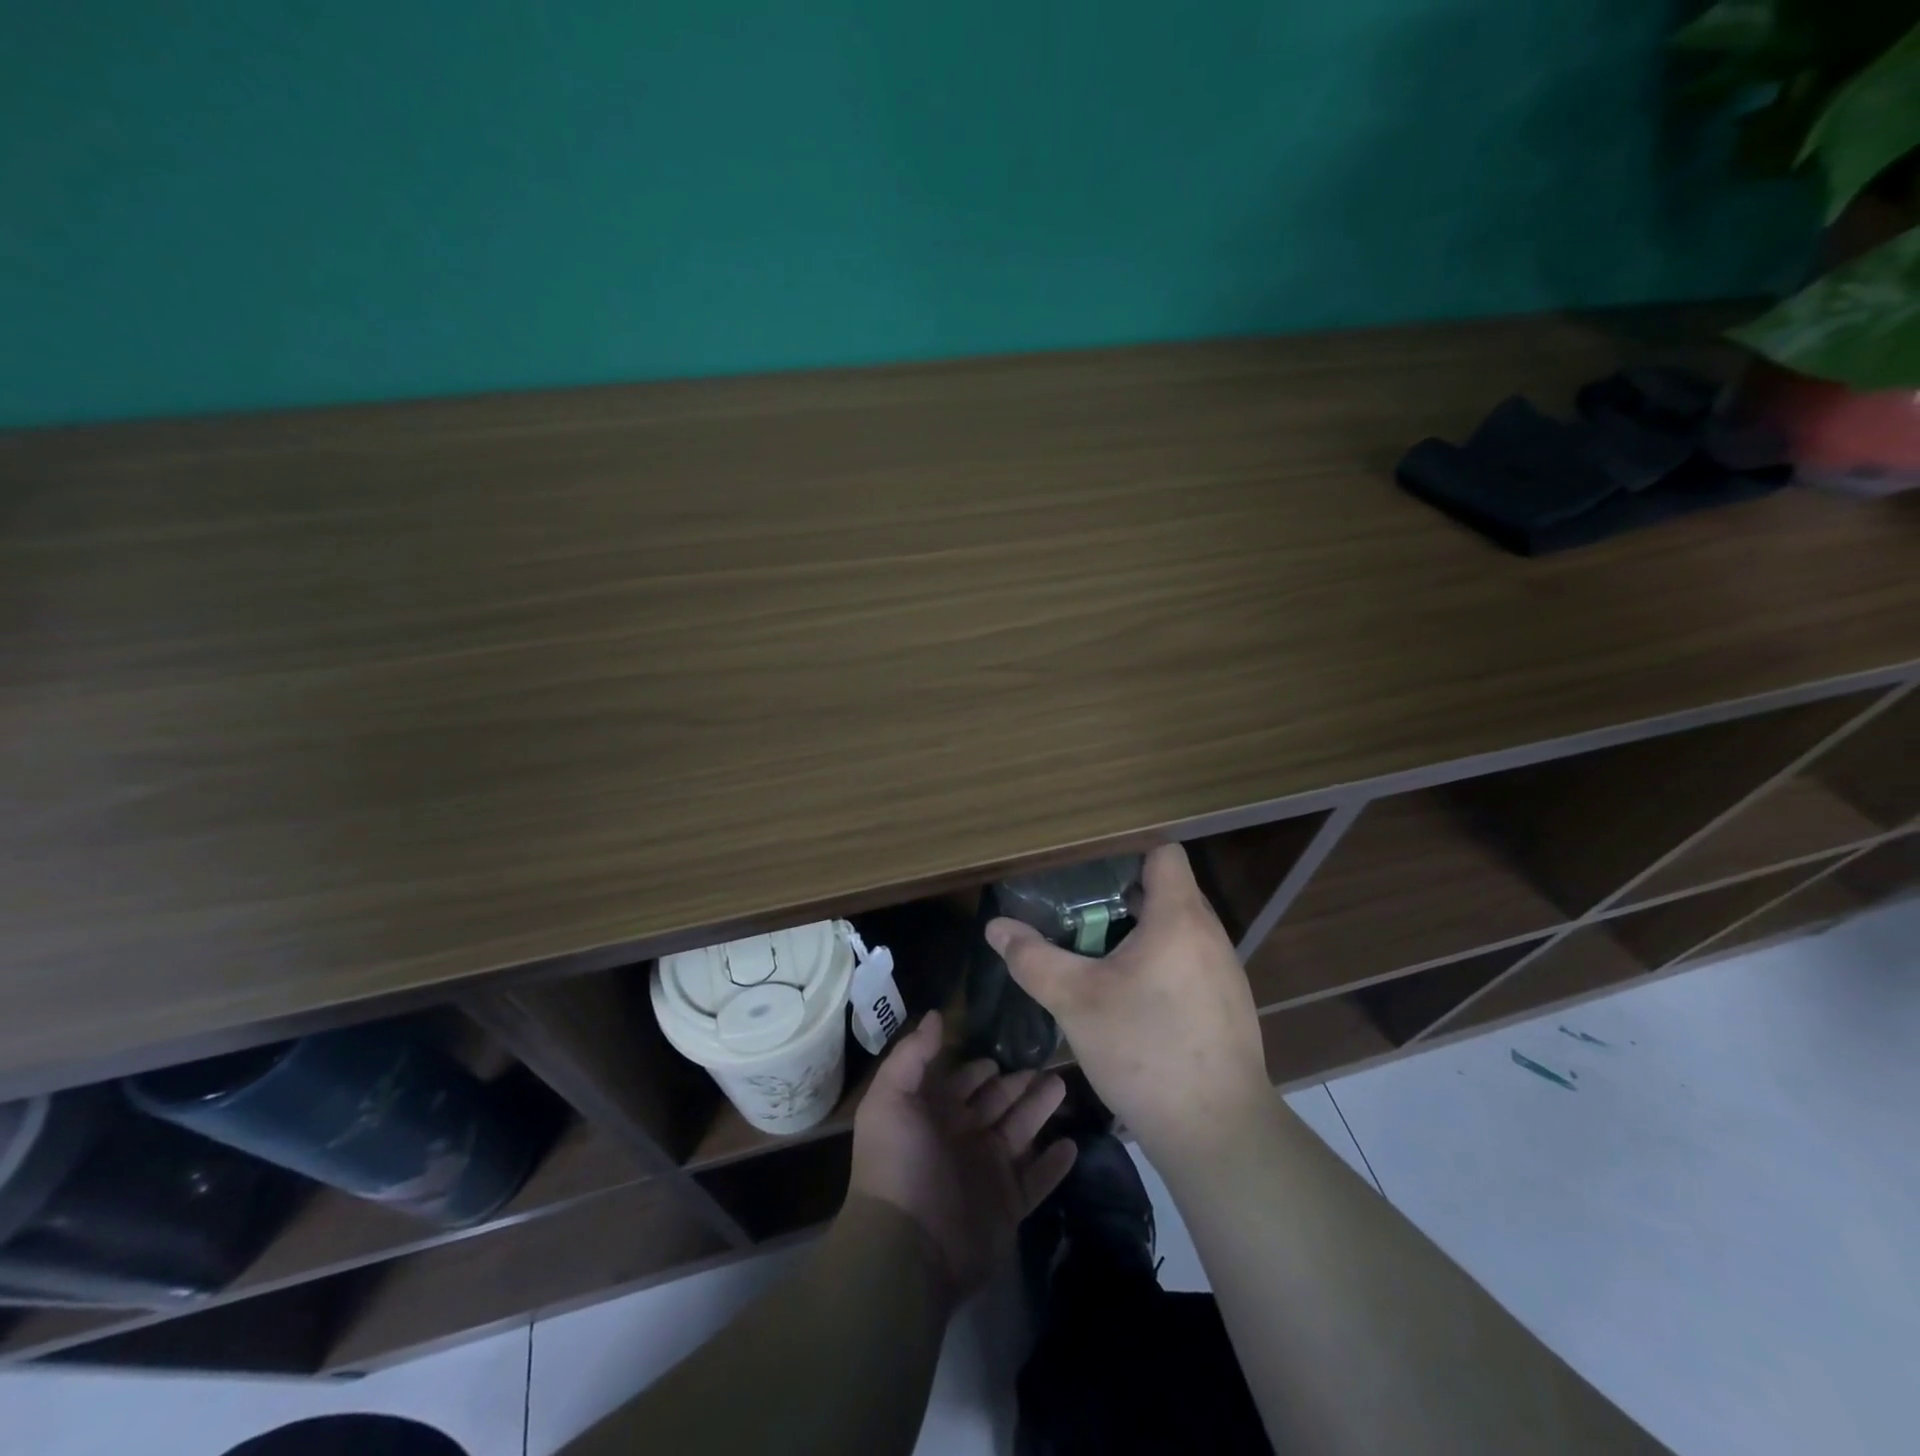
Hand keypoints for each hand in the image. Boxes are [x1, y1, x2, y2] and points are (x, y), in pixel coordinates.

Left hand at [849, 1010, 1076, 1307]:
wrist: (908, 1249)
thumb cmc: (898, 1164)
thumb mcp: (891, 1098)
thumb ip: (913, 1054)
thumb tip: (935, 1014)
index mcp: (935, 1113)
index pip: (963, 1081)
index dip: (980, 1067)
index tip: (1004, 1048)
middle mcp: (963, 1137)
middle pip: (997, 1102)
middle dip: (1018, 1083)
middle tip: (1047, 1062)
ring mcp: (987, 1173)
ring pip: (1022, 1132)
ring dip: (1041, 1110)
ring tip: (1064, 1086)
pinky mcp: (1008, 1206)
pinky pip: (1037, 1180)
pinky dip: (1054, 1165)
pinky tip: (1074, 1145)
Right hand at [986, 843, 1271, 1158]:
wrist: (1218, 1133)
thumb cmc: (1146, 1051)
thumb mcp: (1076, 1002)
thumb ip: (1033, 959)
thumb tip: (996, 926)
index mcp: (1179, 917)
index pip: (1163, 852)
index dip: (1126, 852)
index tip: (1089, 870)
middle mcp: (1210, 934)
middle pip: (1167, 890)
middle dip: (1122, 896)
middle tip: (1080, 915)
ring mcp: (1225, 971)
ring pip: (1178, 929)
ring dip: (1140, 933)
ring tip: (1099, 955)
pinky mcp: (1228, 1005)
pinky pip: (1189, 961)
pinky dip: (1160, 963)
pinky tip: (1131, 1000)